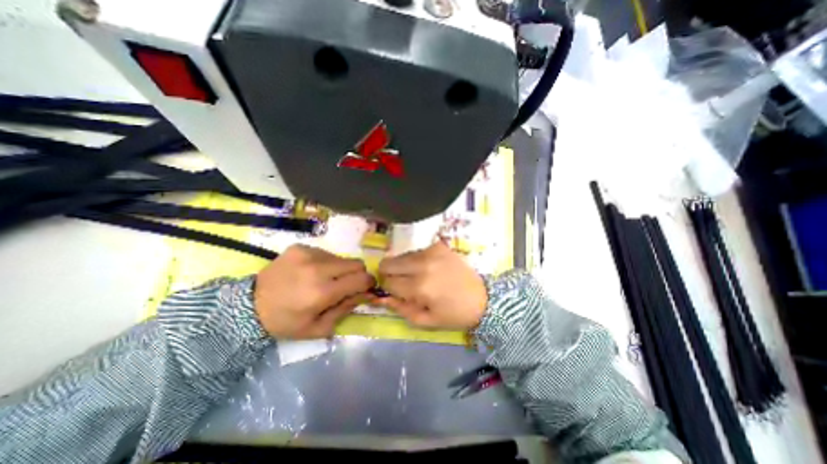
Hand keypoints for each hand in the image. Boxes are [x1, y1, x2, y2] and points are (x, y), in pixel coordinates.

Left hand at [252, 246, 374, 338]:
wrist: (248, 305)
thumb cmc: (286, 322)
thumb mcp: (318, 328)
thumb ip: (346, 309)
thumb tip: (366, 294)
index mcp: (323, 292)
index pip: (362, 279)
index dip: (369, 283)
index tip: (365, 288)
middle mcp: (318, 269)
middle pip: (356, 263)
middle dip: (357, 274)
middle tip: (346, 284)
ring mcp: (308, 254)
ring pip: (341, 258)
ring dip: (339, 269)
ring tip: (323, 279)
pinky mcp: (300, 247)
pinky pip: (325, 253)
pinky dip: (325, 263)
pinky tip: (310, 272)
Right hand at [378, 240, 484, 328]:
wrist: (482, 298)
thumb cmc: (454, 314)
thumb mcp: (425, 320)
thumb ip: (400, 308)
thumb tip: (381, 298)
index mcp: (419, 287)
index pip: (388, 282)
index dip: (388, 288)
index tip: (394, 292)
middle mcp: (423, 265)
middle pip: (389, 263)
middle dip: (389, 273)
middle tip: (401, 282)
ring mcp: (431, 252)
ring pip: (402, 256)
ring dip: (404, 266)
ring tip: (418, 276)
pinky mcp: (439, 246)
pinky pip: (417, 251)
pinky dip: (417, 260)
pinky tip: (428, 268)